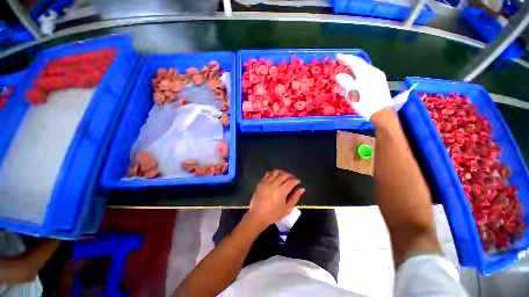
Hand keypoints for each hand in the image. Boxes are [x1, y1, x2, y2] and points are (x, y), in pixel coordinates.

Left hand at [247, 170, 305, 229]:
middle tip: (292, 178)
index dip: (296, 180)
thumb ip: (295, 198)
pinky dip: (273, 173)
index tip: (298, 181)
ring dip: (282, 172)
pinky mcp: (261, 183)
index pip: (291, 182)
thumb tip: (302, 189)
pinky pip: (268, 174)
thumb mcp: (287, 209)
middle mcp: (274, 184)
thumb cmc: (274, 214)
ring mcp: (267, 182)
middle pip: (284, 175)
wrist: (257, 216)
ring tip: (284, 176)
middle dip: (290, 175)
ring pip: (276, 172)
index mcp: (282, 191)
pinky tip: (275, 177)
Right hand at [336, 54, 392, 119]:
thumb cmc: (365, 103)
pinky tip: (355, 81)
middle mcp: (373, 72)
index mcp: (367, 73)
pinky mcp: (379, 83)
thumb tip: (338, 75)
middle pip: (359, 65)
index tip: (337, 56)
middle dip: (350, 64)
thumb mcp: (352, 93)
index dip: (345, 58)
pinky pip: (366, 76)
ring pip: (363, 71)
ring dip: (353, 71)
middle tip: (341, 64)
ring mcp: (377, 77)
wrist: (381, 112)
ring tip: (346, 74)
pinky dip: (358, 77)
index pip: (354, 62)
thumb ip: (345, 82)